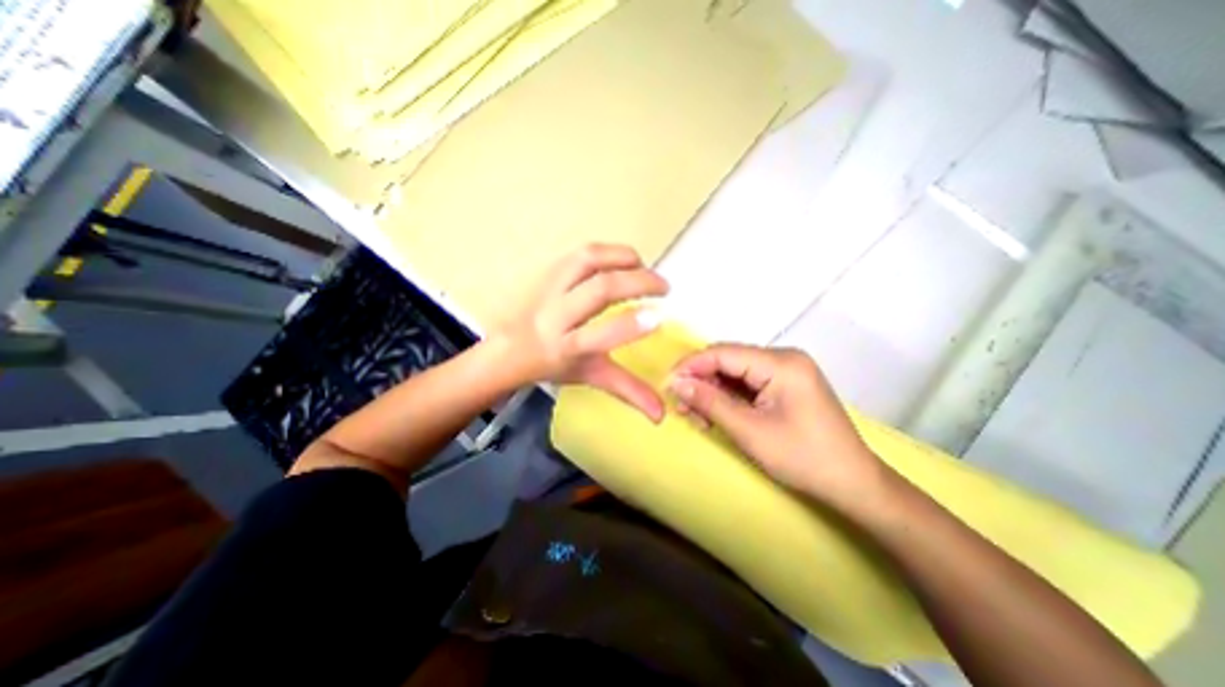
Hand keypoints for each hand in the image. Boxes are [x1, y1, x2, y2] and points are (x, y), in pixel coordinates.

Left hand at [495, 245, 668, 420]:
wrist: (509, 348)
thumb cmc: (554, 366)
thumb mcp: (591, 377)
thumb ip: (627, 391)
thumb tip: (661, 415)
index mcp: (566, 348)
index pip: (597, 336)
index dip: (629, 326)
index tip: (659, 318)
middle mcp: (555, 316)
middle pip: (598, 290)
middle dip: (638, 282)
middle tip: (664, 287)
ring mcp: (549, 288)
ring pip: (587, 260)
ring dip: (622, 258)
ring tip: (643, 266)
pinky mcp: (548, 271)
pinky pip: (581, 254)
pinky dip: (608, 253)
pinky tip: (622, 262)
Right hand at [666, 345, 885, 507]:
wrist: (853, 484)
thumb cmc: (803, 458)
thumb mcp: (749, 431)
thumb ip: (710, 402)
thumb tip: (677, 384)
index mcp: (781, 363)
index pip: (723, 353)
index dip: (691, 366)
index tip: (667, 383)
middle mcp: (783, 359)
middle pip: (728, 361)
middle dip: (701, 382)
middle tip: (681, 406)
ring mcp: (785, 371)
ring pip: (735, 373)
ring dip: (712, 392)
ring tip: (696, 416)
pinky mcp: (785, 385)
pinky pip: (747, 384)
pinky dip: (728, 398)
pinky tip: (715, 415)